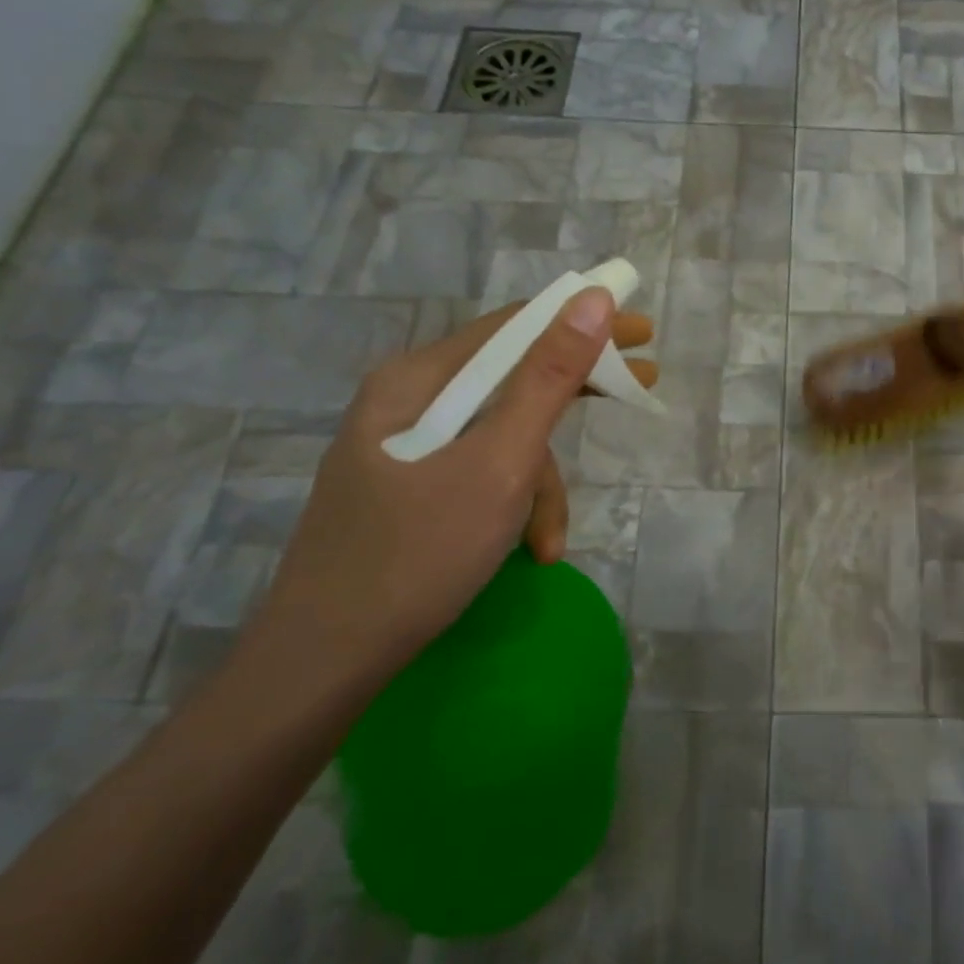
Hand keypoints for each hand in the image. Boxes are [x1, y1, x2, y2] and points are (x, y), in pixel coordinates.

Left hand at [243, 288, 657, 692]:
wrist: (321, 664)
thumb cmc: (418, 553)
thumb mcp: (501, 463)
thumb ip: (549, 378)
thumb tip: (594, 299)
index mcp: (419, 379)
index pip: (516, 326)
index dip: (584, 321)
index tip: (642, 333)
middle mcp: (409, 401)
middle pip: (511, 379)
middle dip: (574, 394)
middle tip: (642, 388)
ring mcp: (406, 447)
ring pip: (500, 436)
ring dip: (538, 484)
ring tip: (548, 542)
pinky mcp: (408, 487)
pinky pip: (479, 472)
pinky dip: (511, 504)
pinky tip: (527, 550)